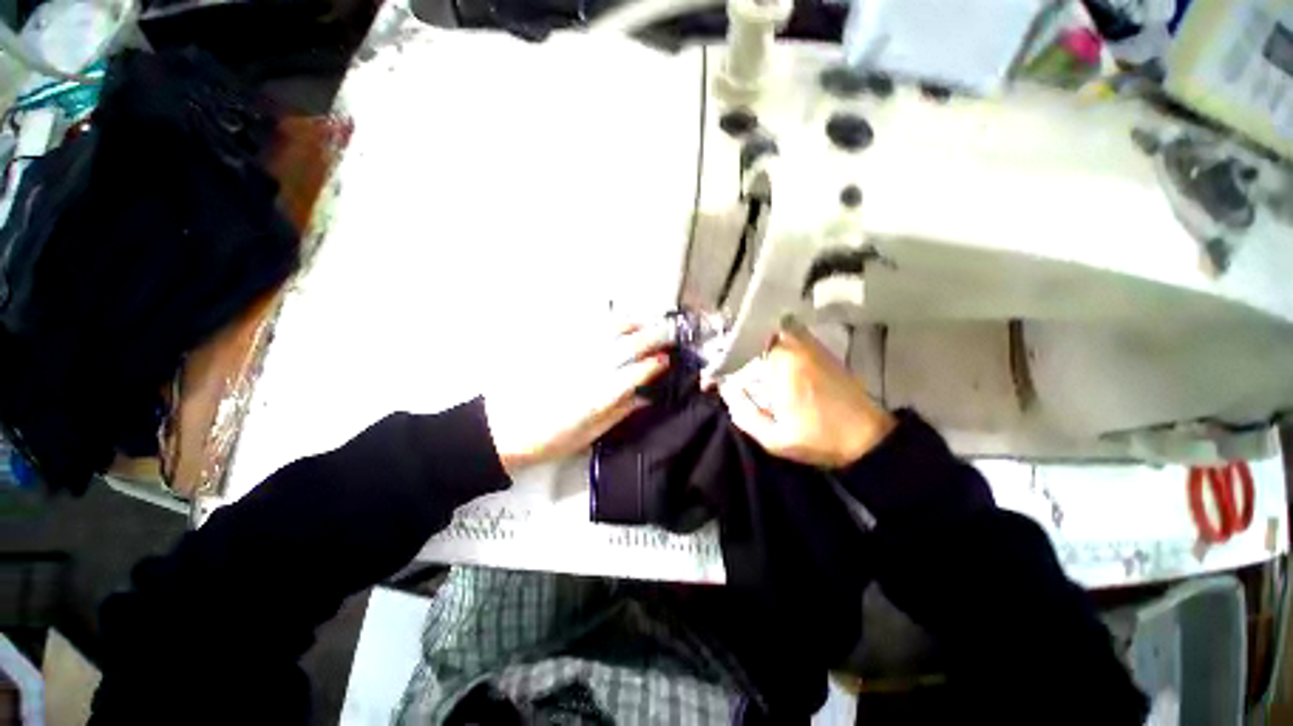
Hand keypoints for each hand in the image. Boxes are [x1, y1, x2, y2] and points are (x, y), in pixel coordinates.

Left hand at [484, 321, 671, 475]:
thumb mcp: (587, 437)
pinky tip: (612, 321)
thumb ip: (618, 413)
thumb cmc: (546, 439)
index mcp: (597, 397)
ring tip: (644, 323)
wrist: (500, 429)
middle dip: (652, 337)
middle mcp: (588, 370)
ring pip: (606, 331)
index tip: (667, 361)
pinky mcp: (555, 346)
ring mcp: (571, 354)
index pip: (634, 374)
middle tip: (668, 333)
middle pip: (626, 347)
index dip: (653, 366)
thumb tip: (644, 398)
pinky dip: (603, 321)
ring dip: (630, 324)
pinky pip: (584, 326)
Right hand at [716, 322, 894, 467]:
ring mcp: (811, 346)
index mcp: (783, 366)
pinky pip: (789, 335)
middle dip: (734, 347)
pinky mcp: (821, 351)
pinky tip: (765, 358)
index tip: (711, 381)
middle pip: (756, 333)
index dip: (721, 364)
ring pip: (772, 331)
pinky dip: (771, 341)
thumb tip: (727, 390)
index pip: (741, 351)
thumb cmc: (820, 440)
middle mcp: (796, 348)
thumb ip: (745, 414)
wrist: (869, 438)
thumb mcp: (775, 438)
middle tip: (723, 366)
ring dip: (752, 341)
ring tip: (739, 361)